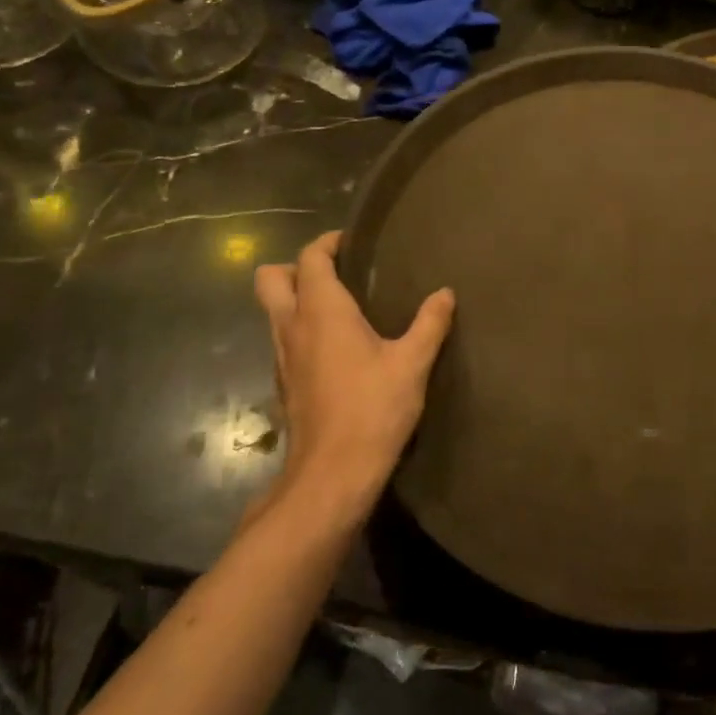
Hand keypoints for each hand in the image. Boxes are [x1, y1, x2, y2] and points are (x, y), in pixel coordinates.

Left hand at [253, 231, 455, 520]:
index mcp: (321, 311)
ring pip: (273, 311)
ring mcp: (281, 357)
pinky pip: (283, 339)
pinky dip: (301, 330)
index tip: (353, 242)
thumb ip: (430, 323)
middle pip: (270, 278)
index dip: (327, 243)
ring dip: (297, 299)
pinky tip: (336, 348)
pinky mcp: (283, 383)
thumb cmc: (373, 409)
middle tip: (336, 273)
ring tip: (341, 307)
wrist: (333, 473)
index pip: (310, 258)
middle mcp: (292, 326)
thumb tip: (445, 293)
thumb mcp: (412, 363)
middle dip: (296, 267)